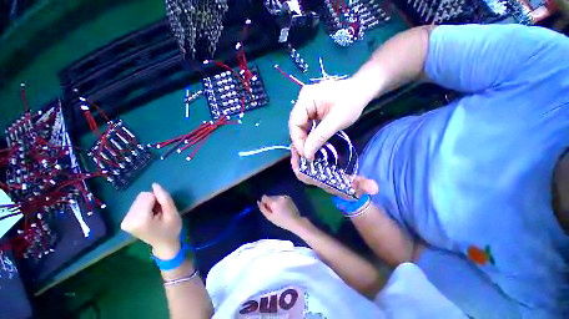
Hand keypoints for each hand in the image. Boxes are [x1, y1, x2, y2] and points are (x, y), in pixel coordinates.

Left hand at [121, 183, 181, 259]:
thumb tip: (155, 184)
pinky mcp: (124, 222)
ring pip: (138, 200)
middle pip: (141, 197)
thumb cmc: (171, 229)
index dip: (159, 199)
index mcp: (140, 220)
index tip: (163, 210)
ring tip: (154, 215)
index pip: (147, 196)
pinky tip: (148, 216)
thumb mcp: (172, 213)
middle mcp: (128, 220)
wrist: (164, 244)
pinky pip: (135, 205)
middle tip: (159, 213)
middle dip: (153, 202)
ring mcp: (124, 222)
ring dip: (149, 204)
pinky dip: (144, 208)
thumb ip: (164, 198)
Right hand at [258, 195, 303, 231]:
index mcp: (274, 202)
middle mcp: (279, 197)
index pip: (264, 197)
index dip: (264, 202)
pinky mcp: (288, 197)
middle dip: (270, 202)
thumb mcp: (270, 217)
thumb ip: (263, 209)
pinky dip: (280, 201)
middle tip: (274, 211)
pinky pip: (280, 197)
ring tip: (280, 210)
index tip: (268, 209)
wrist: (295, 221)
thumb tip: (258, 202)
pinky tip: (284, 208)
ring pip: (275, 197)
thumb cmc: (281, 221)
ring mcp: (284, 196)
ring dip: (275, 202)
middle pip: (270, 197)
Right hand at [289, 78, 374, 160]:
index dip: (297, 140)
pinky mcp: (310, 112)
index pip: (295, 122)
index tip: (304, 155)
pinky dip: (308, 138)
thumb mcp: (336, 121)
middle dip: (299, 143)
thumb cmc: (351, 103)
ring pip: (300, 128)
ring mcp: (305, 107)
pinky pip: (306, 127)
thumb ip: (319, 137)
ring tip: (305, 157)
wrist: (361, 91)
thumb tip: (306, 154)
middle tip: (304, 158)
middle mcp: (302, 102)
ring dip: (302, 143)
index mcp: (306, 98)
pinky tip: (309, 148)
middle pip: (296, 126)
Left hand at [290, 147, 378, 198]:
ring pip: (302, 166)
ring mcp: (315, 173)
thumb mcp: (356, 187)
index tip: (297, 155)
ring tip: (298, 142)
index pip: (305, 177)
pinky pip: (306, 162)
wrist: (348, 191)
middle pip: (300, 170)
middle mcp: (315, 178)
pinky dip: (304, 154)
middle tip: (295, 144)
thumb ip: (364, 186)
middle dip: (296, 158)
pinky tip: (306, 144)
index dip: (298, 168)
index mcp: (321, 182)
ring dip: (299, 155)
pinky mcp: (317, 169)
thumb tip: (375, 188)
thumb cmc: (350, 189)